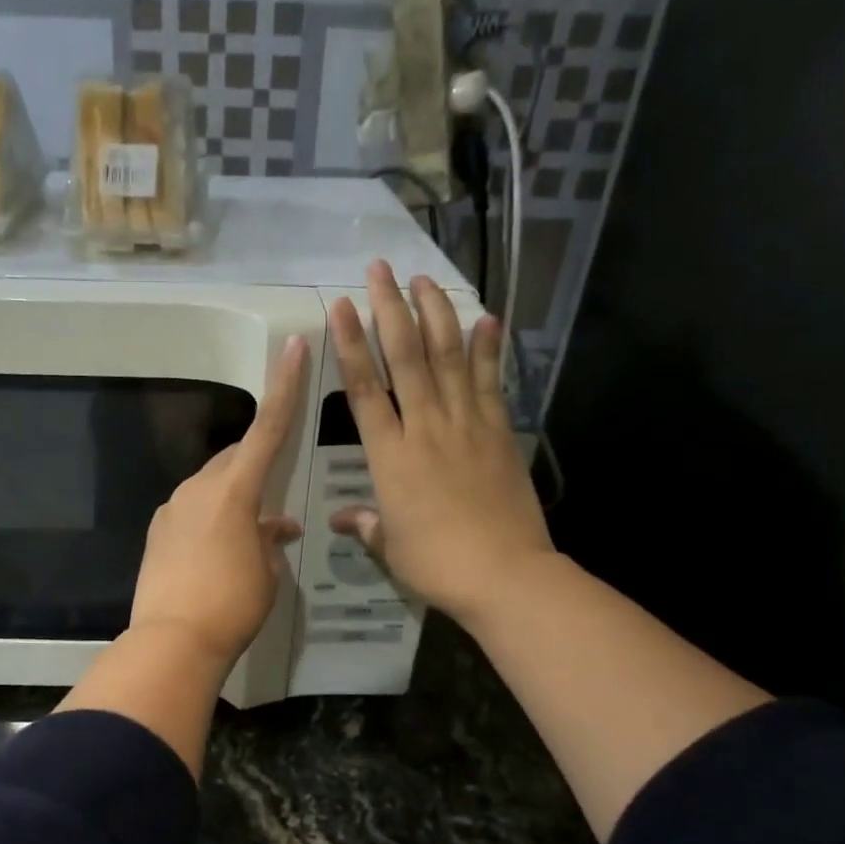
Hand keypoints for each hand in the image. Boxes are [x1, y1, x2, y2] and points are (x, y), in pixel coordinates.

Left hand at [128, 336, 308, 668]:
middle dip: (255, 466)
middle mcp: (199, 488)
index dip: (284, 388)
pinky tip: (219, 551)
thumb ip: (270, 540)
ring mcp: (172, 509)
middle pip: (233, 459)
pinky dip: (211, 520)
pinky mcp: (157, 532)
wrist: (173, 641)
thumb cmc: (233, 605)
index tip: (293, 347)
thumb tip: (274, 527)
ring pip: (211, 487)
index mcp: (234, 491)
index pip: (267, 430)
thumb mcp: (267, 573)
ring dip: (234, 500)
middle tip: (274, 495)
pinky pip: (191, 512)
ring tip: (251, 535)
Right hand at [328, 263, 553, 626]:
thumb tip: (342, 519)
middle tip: (380, 269)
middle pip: (406, 358)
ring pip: (448, 358)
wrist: (504, 574)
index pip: (365, 389)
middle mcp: (425, 428)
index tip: (341, 307)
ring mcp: (466, 425)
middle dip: (390, 309)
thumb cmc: (436, 564)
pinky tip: (486, 318)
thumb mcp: (391, 547)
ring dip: (436, 314)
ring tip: (424, 279)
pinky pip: (490, 382)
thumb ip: (367, 525)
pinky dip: (487, 349)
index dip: (352, 345)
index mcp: (390, 456)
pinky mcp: (499, 432)